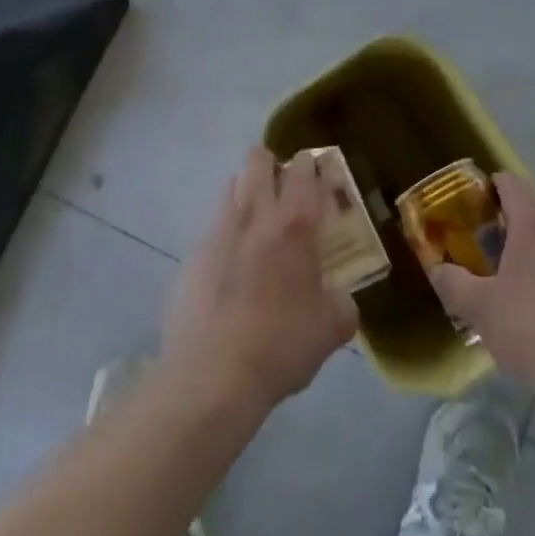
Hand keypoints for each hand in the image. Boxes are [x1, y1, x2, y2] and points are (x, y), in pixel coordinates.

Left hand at [162, 147, 358, 416]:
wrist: (210, 377)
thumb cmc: (280, 347)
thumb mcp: (331, 330)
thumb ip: (342, 303)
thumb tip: (340, 298)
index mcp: (295, 225)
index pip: (304, 169)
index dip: (311, 166)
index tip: (317, 179)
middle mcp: (255, 214)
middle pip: (259, 159)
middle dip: (272, 166)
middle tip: (284, 194)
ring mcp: (218, 229)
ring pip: (231, 183)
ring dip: (246, 192)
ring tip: (256, 225)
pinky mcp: (192, 252)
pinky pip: (212, 223)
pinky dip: (225, 231)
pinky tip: (230, 265)